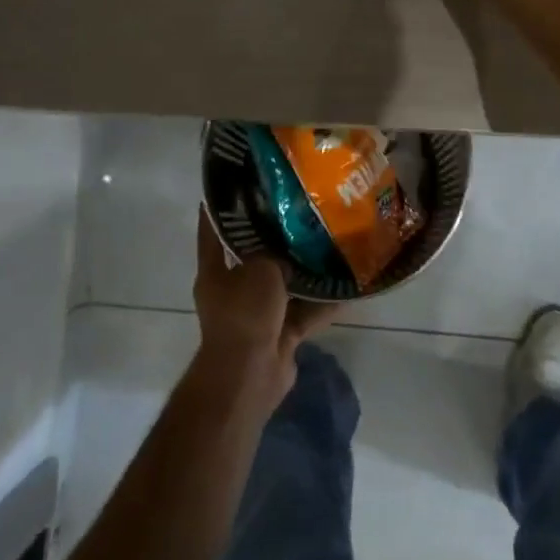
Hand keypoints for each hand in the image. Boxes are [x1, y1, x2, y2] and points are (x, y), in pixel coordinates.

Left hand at [192, 209, 339, 400]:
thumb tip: (288, 247)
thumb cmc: (244, 313)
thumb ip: (274, 253)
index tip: (239, 185)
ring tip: (329, 247)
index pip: (213, 230)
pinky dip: (320, 305)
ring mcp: (255, 315)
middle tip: (300, 215)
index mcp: (215, 271)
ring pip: (283, 287)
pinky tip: (345, 289)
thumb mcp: (260, 269)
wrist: (249, 374)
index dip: (223, 209)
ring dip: (303, 274)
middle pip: (254, 258)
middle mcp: (232, 290)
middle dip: (276, 241)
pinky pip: (301, 314)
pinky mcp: (278, 336)